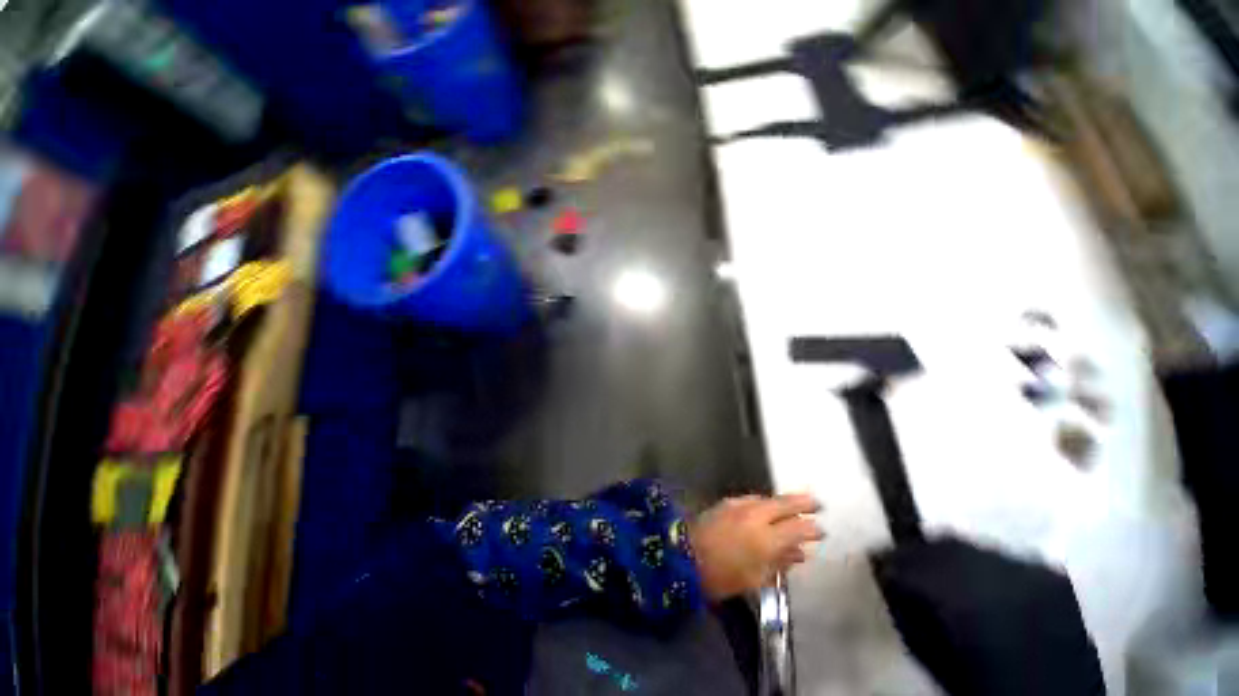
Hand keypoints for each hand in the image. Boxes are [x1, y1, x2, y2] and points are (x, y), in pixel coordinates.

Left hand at [690, 494, 823, 601]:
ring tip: (794, 505)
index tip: (821, 531)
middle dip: (802, 502)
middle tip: (817, 503)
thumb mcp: (756, 578)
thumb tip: (799, 553)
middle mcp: (755, 516)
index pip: (797, 528)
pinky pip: (752, 499)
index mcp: (766, 538)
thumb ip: (780, 562)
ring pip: (767, 498)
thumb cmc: (723, 576)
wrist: (685, 556)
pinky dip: (764, 503)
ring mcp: (739, 505)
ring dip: (782, 502)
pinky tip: (766, 508)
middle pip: (784, 504)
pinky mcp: (726, 501)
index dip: (811, 529)